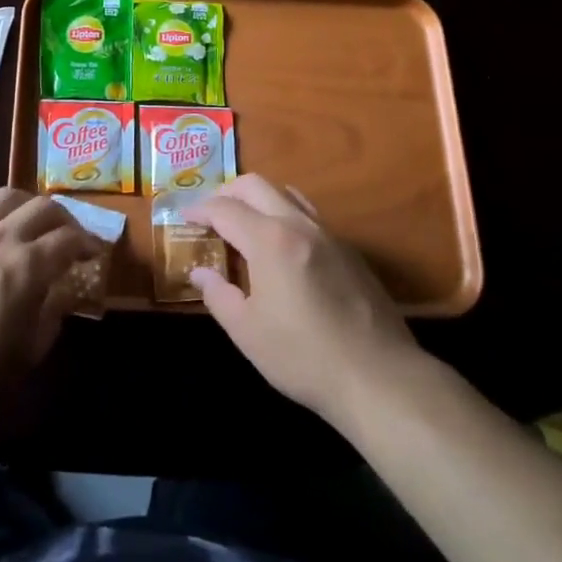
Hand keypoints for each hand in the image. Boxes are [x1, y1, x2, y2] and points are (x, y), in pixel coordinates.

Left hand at [0, 189, 98, 425]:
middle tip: (69, 237)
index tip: (94, 252)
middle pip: (43, 207)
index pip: (68, 239)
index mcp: (27, 265)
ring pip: (8, 196)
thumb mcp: (23, 356)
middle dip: (64, 219)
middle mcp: (1, 236)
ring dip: (29, 205)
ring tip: (32, 223)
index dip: (88, 242)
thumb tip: (61, 294)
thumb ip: (49, 317)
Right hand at [189, 173, 428, 427]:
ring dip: (259, 198)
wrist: (378, 376)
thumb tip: (200, 272)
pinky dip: (286, 215)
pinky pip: (310, 215)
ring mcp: (328, 234)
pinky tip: (283, 246)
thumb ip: (219, 294)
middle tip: (211, 214)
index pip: (225, 209)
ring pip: (287, 194)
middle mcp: (298, 224)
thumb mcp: (247, 332)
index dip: (200, 209)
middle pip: (256, 185)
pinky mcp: (349, 250)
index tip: (184, 216)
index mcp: (269, 239)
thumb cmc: (303, 357)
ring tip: (245, 222)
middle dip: (227, 192)